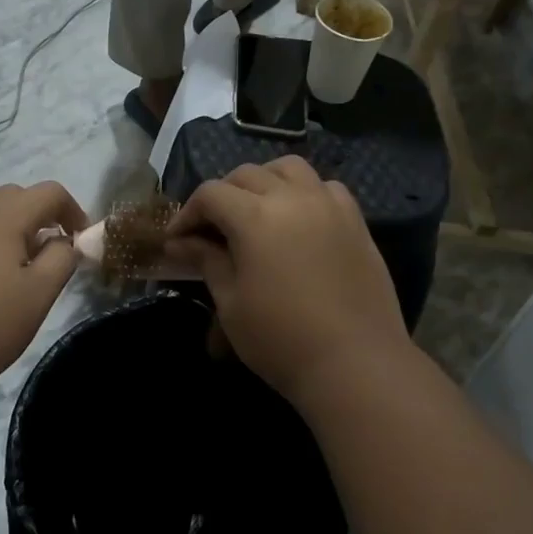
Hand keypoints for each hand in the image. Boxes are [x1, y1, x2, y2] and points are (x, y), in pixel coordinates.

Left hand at [0, 182, 87, 396]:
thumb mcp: (38, 296)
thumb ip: (60, 260)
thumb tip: (64, 241)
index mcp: (5, 216)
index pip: (50, 193)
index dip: (72, 211)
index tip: (78, 240)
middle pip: (13, 194)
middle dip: (36, 217)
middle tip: (45, 256)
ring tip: (2, 246)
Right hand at [164, 157, 410, 405]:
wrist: (355, 364)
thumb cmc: (281, 339)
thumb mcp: (231, 303)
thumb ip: (208, 261)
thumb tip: (181, 242)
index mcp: (255, 217)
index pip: (211, 194)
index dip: (187, 213)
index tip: (176, 240)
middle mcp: (293, 198)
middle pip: (247, 175)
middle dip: (222, 195)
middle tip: (211, 229)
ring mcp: (329, 206)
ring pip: (290, 169)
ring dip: (264, 181)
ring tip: (256, 211)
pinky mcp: (356, 222)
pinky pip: (326, 188)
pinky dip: (305, 192)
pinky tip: (299, 219)